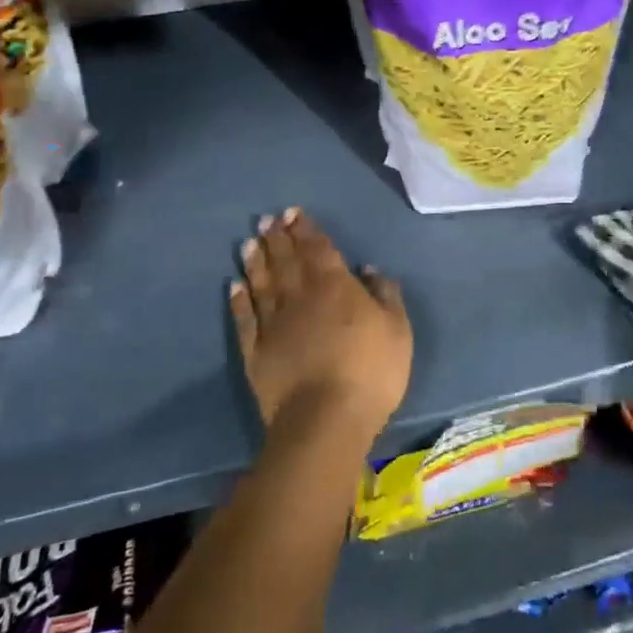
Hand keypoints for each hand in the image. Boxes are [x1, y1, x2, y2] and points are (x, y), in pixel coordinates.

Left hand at [230, 208, 411, 448]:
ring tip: (249, 242)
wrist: (326, 419)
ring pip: (262, 283)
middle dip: (277, 238)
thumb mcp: (397, 330)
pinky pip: (245, 318)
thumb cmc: (371, 371)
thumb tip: (368, 269)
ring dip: (256, 261)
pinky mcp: (256, 351)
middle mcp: (300, 296)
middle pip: (286, 260)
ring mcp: (274, 324)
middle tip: (267, 219)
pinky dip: (239, 300)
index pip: (318, 249)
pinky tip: (234, 285)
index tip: (293, 213)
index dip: (306, 230)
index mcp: (336, 287)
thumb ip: (385, 295)